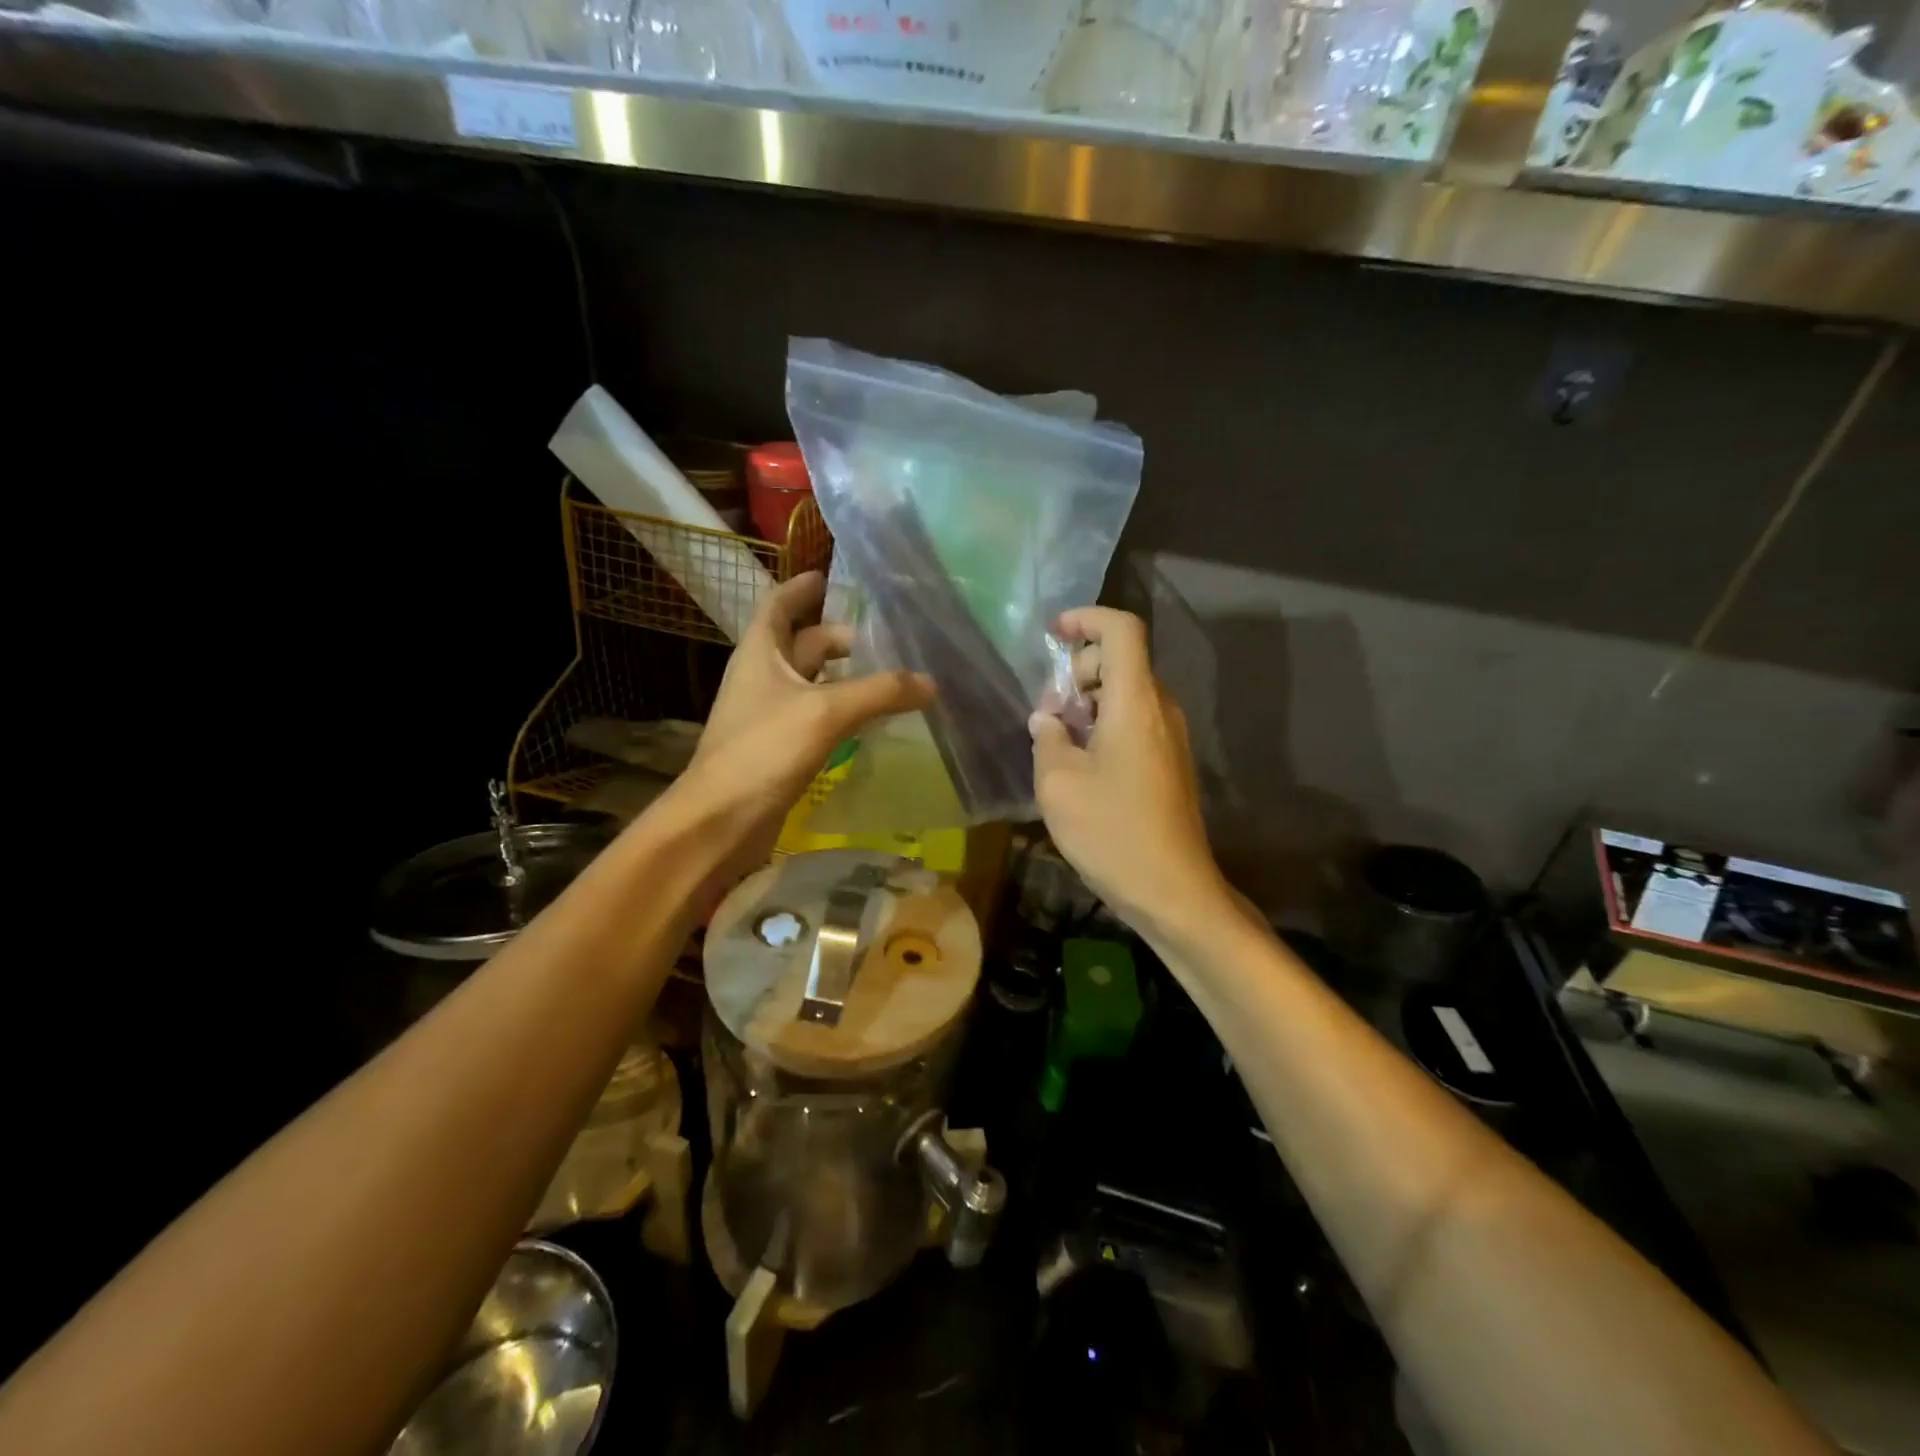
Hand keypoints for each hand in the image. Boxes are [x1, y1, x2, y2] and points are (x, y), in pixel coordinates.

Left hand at [677, 571, 932, 873]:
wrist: (720, 821)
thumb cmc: (764, 751)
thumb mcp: (825, 711)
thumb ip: (880, 692)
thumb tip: (930, 682)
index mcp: (760, 652)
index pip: (778, 605)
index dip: (801, 588)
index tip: (830, 576)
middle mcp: (762, 677)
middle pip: (802, 644)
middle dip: (840, 637)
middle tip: (885, 637)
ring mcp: (769, 714)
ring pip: (812, 682)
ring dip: (845, 676)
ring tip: (888, 673)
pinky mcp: (779, 747)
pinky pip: (816, 715)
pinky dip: (842, 710)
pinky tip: (870, 718)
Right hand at [1029, 607, 1229, 938]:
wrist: (1172, 890)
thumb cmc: (1111, 831)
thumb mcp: (1059, 783)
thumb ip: (1048, 738)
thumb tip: (1048, 719)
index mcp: (1135, 702)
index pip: (1122, 630)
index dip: (1086, 619)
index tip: (1053, 634)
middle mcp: (1160, 709)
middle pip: (1121, 661)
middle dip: (1078, 672)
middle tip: (1048, 712)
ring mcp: (1169, 737)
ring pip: (1126, 693)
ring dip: (1088, 703)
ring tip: (1057, 742)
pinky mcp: (1169, 762)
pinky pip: (1135, 722)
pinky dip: (1104, 725)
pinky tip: (1079, 765)